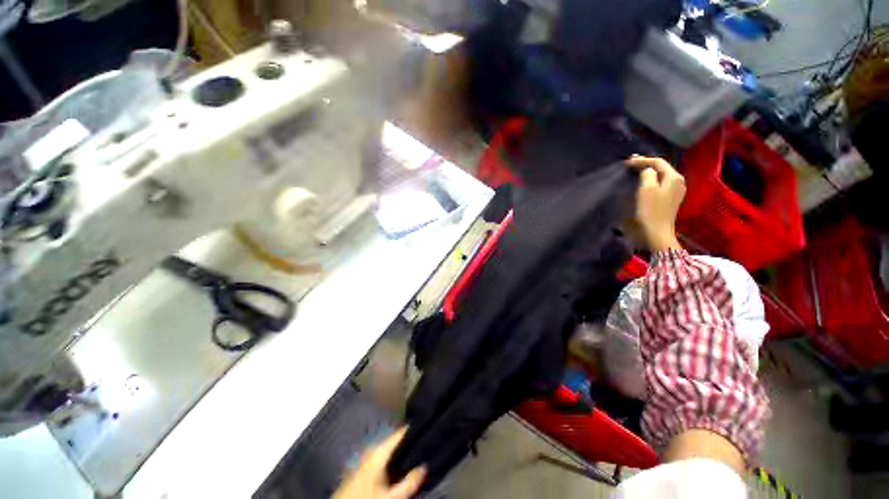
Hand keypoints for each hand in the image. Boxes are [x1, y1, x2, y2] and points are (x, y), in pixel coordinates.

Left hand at [333, 428, 426, 498]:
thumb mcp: (390, 496)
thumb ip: (408, 483)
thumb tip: (425, 466)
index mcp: (379, 451)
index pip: (399, 434)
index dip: (412, 430)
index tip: (423, 427)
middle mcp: (372, 450)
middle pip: (393, 441)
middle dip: (406, 442)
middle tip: (421, 442)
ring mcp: (365, 458)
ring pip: (387, 449)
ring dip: (398, 451)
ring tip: (412, 452)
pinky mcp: (362, 468)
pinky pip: (380, 457)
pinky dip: (390, 458)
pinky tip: (396, 466)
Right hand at [626, 156, 684, 250]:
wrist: (657, 232)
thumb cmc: (650, 210)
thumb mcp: (647, 189)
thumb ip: (647, 174)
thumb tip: (647, 170)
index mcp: (674, 177)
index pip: (658, 162)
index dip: (642, 160)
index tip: (626, 162)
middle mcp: (678, 181)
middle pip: (661, 168)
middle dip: (646, 164)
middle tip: (630, 164)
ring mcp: (676, 191)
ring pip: (661, 176)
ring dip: (648, 172)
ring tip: (635, 171)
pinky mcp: (670, 199)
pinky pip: (660, 184)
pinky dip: (651, 180)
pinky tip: (643, 182)